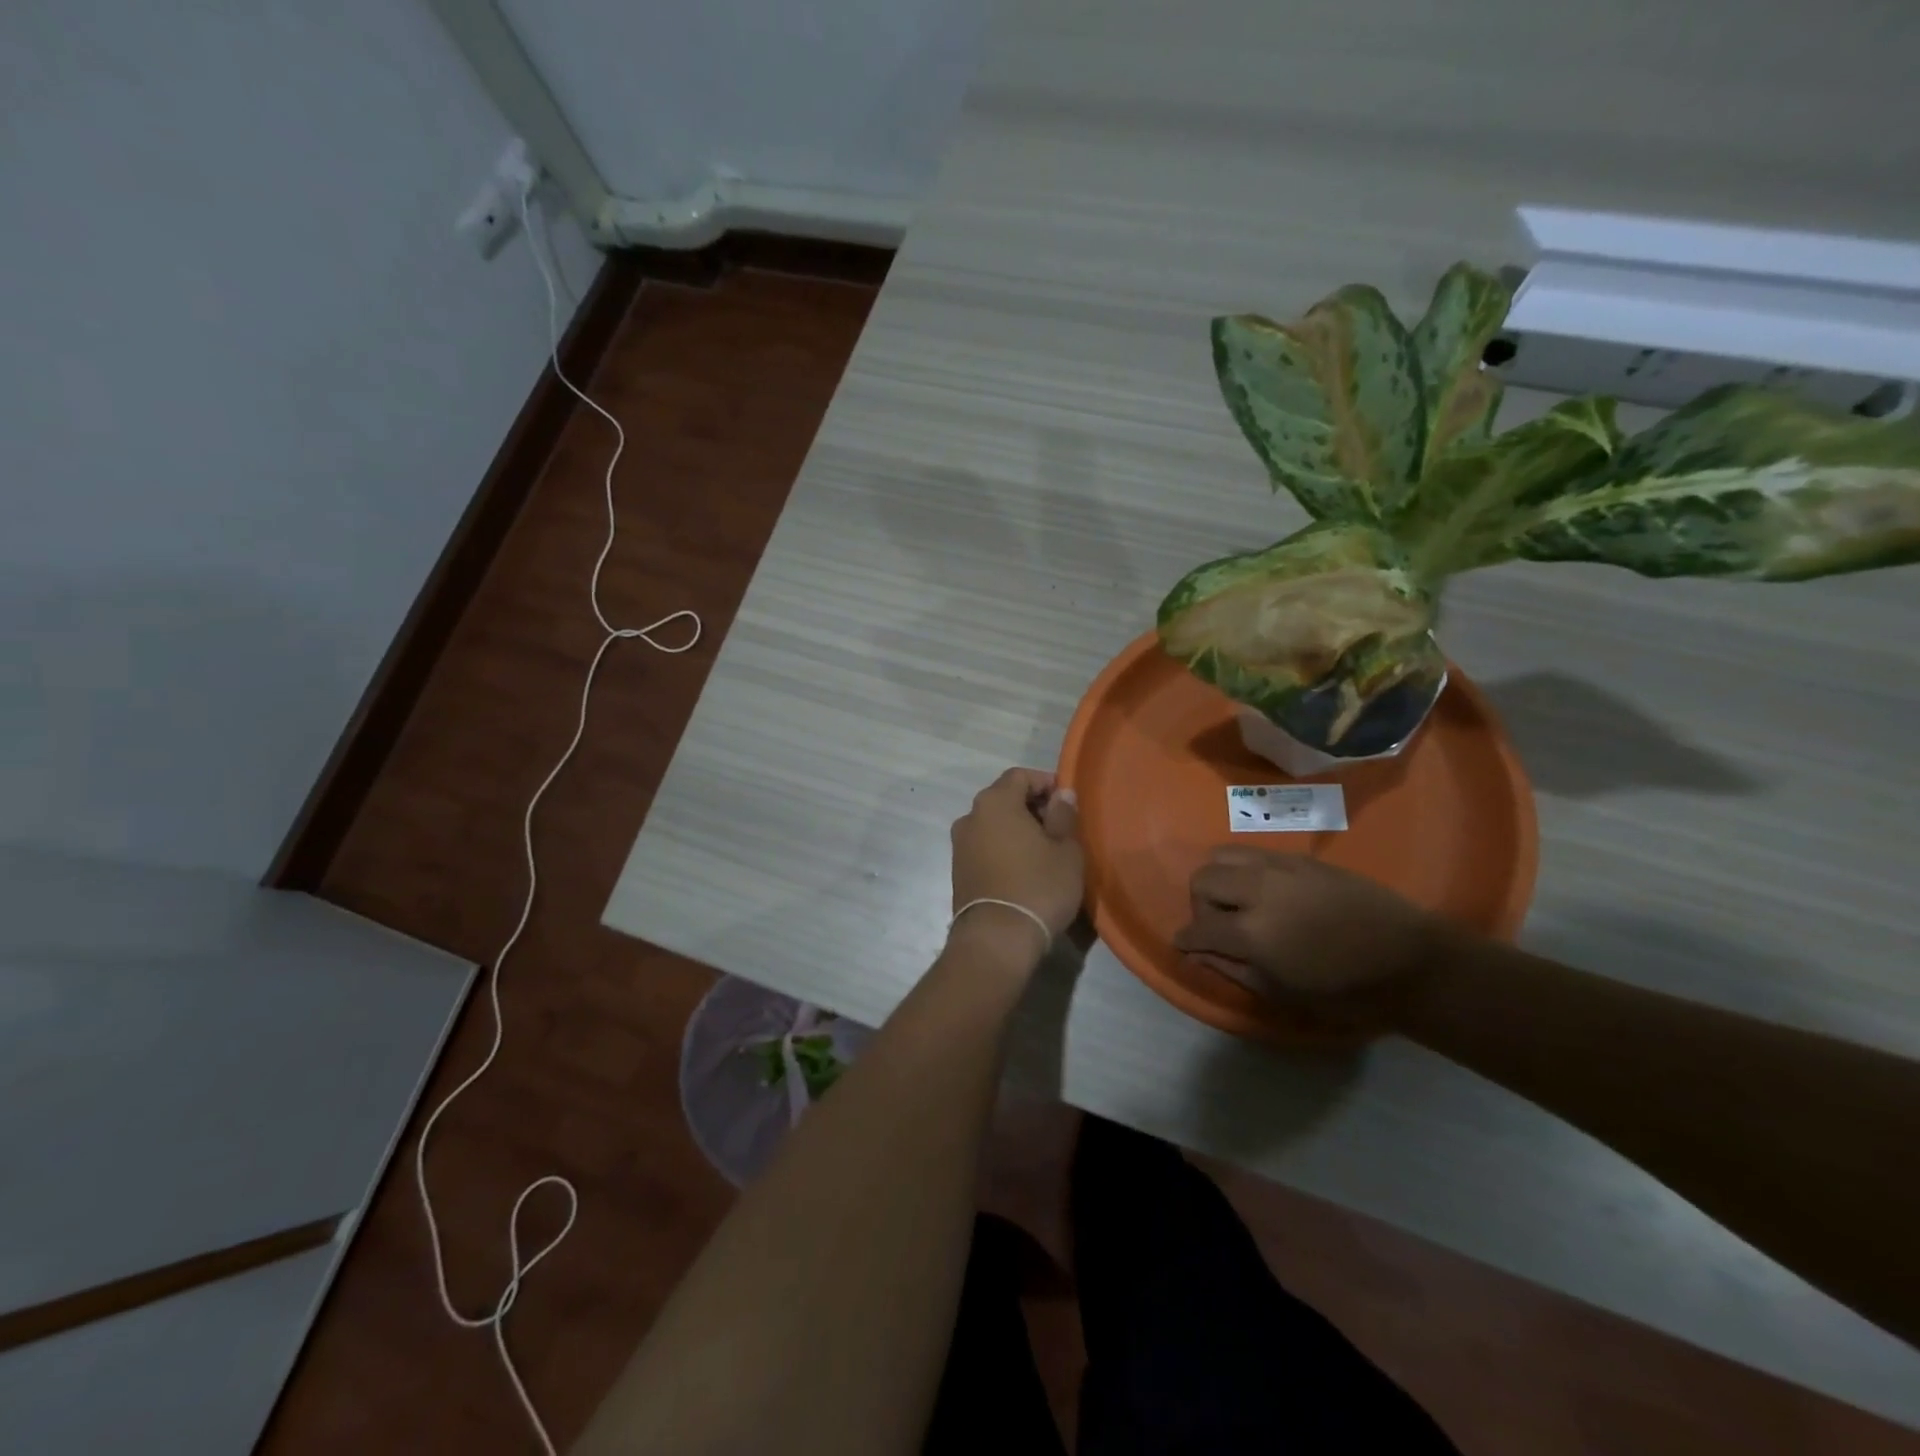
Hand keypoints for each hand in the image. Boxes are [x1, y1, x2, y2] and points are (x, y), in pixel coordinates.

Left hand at [949, 768, 1083, 964]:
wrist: (996, 939)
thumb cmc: (1038, 887)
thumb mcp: (1066, 850)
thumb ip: (1064, 815)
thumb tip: (1062, 795)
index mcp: (995, 802)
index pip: (1019, 775)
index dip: (1046, 782)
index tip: (1067, 801)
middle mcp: (970, 816)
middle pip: (1004, 798)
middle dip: (1032, 806)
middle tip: (1061, 827)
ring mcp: (959, 844)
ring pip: (993, 824)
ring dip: (1017, 829)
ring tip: (1045, 851)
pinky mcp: (957, 870)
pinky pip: (985, 846)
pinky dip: (1004, 847)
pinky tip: (1024, 869)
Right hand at [1173, 849, 1452, 1031]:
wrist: (1410, 962)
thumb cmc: (1346, 992)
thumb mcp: (1281, 993)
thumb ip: (1231, 969)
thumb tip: (1197, 954)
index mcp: (1252, 932)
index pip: (1199, 927)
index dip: (1187, 939)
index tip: (1186, 946)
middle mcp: (1259, 889)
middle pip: (1203, 878)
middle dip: (1201, 904)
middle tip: (1220, 926)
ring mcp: (1282, 868)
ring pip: (1225, 855)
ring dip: (1222, 879)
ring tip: (1241, 903)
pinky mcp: (1303, 859)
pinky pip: (1257, 854)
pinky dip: (1248, 871)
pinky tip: (1269, 894)